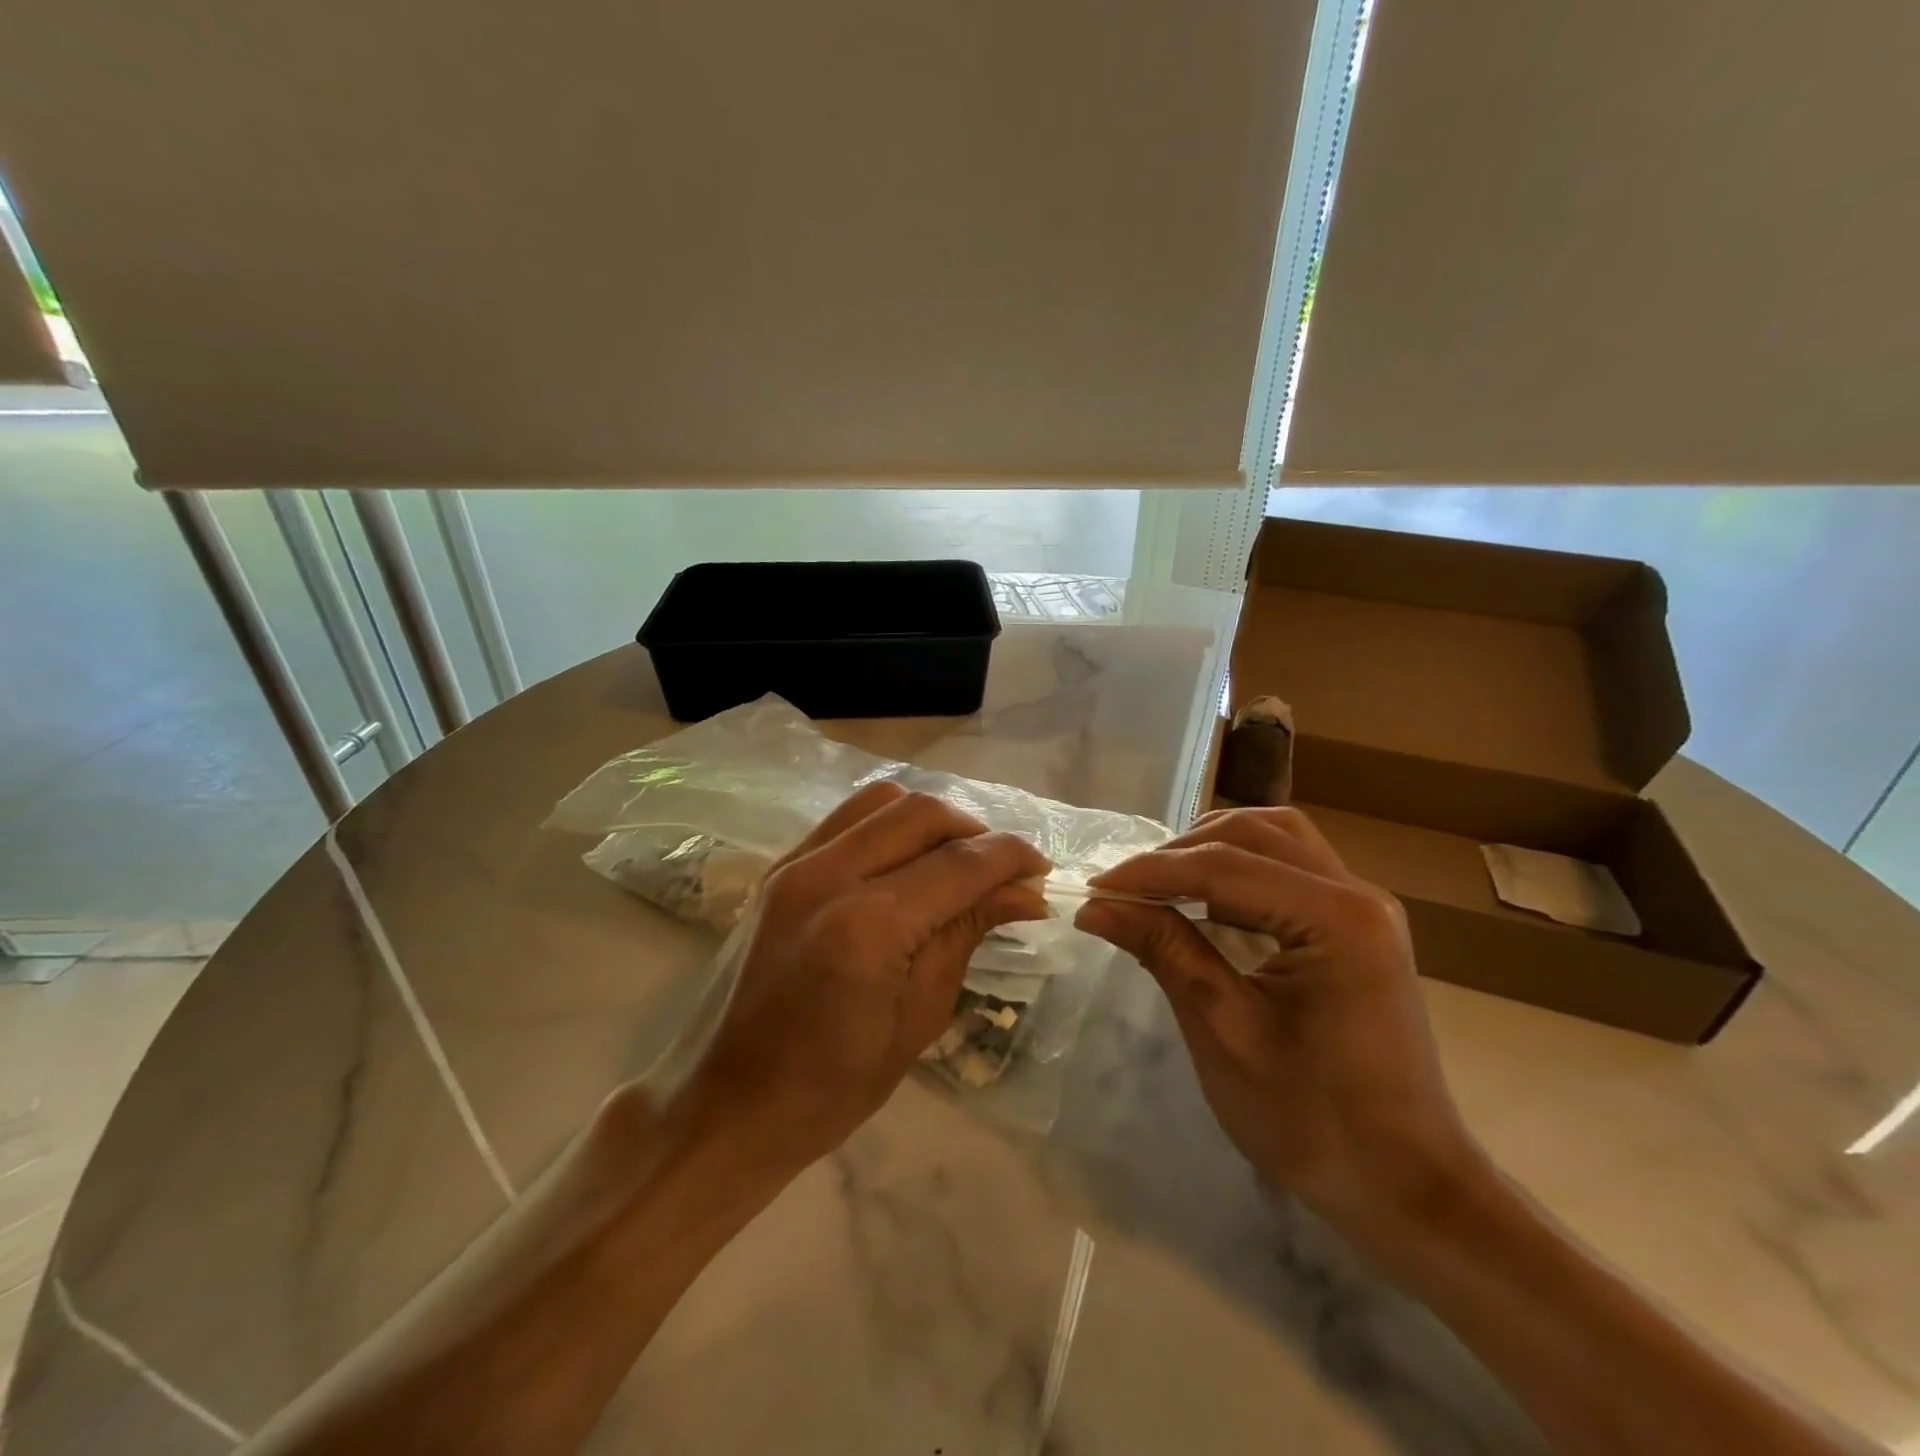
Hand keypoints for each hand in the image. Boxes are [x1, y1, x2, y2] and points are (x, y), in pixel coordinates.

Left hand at [689, 781, 1050, 1171]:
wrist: (728, 1102)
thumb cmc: (832, 1087)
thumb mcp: (919, 1017)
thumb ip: (967, 935)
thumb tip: (1024, 892)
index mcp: (867, 926)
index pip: (959, 864)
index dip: (1012, 858)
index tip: (1041, 872)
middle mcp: (827, 874)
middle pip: (922, 812)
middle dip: (976, 832)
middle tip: (1002, 872)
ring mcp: (795, 863)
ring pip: (883, 800)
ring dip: (932, 821)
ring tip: (956, 862)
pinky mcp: (780, 866)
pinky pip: (848, 819)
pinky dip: (890, 825)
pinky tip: (907, 863)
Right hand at [1074, 807, 1484, 1235]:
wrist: (1406, 1186)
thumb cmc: (1314, 1121)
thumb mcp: (1224, 1031)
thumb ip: (1165, 950)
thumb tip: (1096, 906)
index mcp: (1337, 918)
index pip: (1224, 866)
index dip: (1151, 872)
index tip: (1094, 889)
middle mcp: (1358, 894)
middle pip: (1254, 833)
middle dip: (1182, 853)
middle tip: (1128, 890)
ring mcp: (1365, 907)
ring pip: (1276, 839)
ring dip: (1213, 851)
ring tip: (1163, 886)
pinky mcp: (1359, 926)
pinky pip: (1292, 868)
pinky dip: (1242, 871)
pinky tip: (1209, 903)